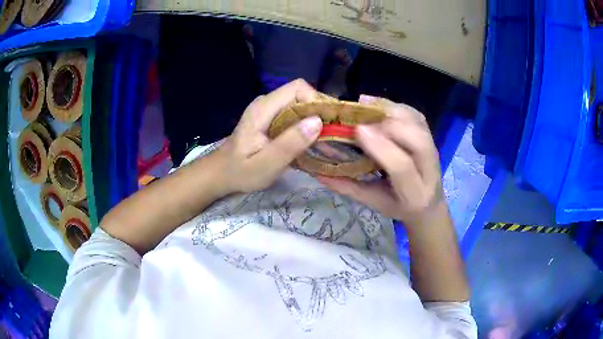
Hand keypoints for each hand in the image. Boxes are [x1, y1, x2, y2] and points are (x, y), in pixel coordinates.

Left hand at [216, 79, 322, 193]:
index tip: (326, 124)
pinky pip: (293, 112)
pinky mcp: (270, 117)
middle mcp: (266, 102)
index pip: (298, 88)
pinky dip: (305, 124)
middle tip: (328, 135)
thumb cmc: (240, 172)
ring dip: (313, 118)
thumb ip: (290, 143)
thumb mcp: (266, 164)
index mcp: (263, 109)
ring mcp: (267, 109)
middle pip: (300, 94)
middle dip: (318, 111)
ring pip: (299, 103)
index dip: (315, 101)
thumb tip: (318, 121)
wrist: (221, 173)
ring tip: (321, 139)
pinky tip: (308, 140)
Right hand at [316, 95, 443, 226]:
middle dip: (388, 124)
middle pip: (417, 140)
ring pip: (418, 123)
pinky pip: (416, 115)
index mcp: (414, 194)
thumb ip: (348, 188)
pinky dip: (397, 106)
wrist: (429, 204)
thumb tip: (317, 171)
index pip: (402, 168)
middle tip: (360, 120)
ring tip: (366, 107)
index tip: (358, 130)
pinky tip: (378, 105)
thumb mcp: (373, 203)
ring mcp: (435, 150)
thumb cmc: (399, 206)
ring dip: (391, 111)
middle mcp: (430, 169)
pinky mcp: (432, 136)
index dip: (381, 146)